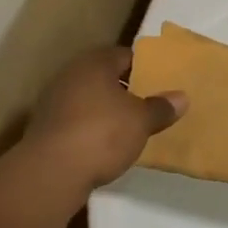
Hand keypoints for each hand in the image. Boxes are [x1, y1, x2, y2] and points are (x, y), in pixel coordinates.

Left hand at [22, 46, 186, 193]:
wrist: (51, 172)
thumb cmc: (102, 134)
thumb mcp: (141, 121)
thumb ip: (161, 107)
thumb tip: (181, 97)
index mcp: (94, 63)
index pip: (125, 55)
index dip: (144, 66)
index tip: (160, 81)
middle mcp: (71, 74)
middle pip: (104, 76)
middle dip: (125, 89)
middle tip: (148, 103)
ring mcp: (54, 101)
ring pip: (89, 98)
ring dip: (106, 109)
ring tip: (130, 126)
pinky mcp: (46, 127)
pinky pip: (76, 120)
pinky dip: (90, 127)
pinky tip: (104, 144)